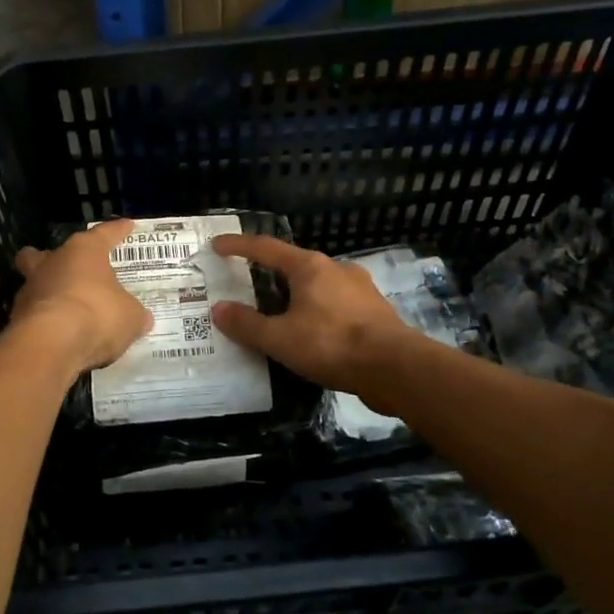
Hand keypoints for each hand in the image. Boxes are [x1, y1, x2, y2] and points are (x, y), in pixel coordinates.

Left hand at [12, 219, 152, 373]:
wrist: (50, 345)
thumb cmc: (96, 315)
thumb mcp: (130, 317)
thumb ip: (134, 313)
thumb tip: (141, 318)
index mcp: (83, 251)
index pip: (104, 234)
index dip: (117, 231)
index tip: (127, 226)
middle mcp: (52, 263)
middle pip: (47, 253)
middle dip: (56, 259)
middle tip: (70, 269)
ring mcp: (30, 290)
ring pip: (36, 283)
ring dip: (50, 293)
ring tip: (69, 310)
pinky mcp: (17, 318)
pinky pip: (35, 314)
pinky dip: (46, 321)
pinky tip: (60, 335)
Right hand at [209, 234, 413, 394]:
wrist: (395, 368)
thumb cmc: (332, 344)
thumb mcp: (280, 338)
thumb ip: (247, 324)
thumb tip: (219, 309)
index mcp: (310, 267)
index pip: (265, 248)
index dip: (238, 246)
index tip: (217, 245)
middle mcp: (336, 269)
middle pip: (294, 265)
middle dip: (269, 274)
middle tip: (248, 285)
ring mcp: (360, 289)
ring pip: (318, 286)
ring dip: (296, 295)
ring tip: (279, 314)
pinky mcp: (375, 312)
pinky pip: (336, 305)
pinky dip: (317, 313)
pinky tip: (313, 333)